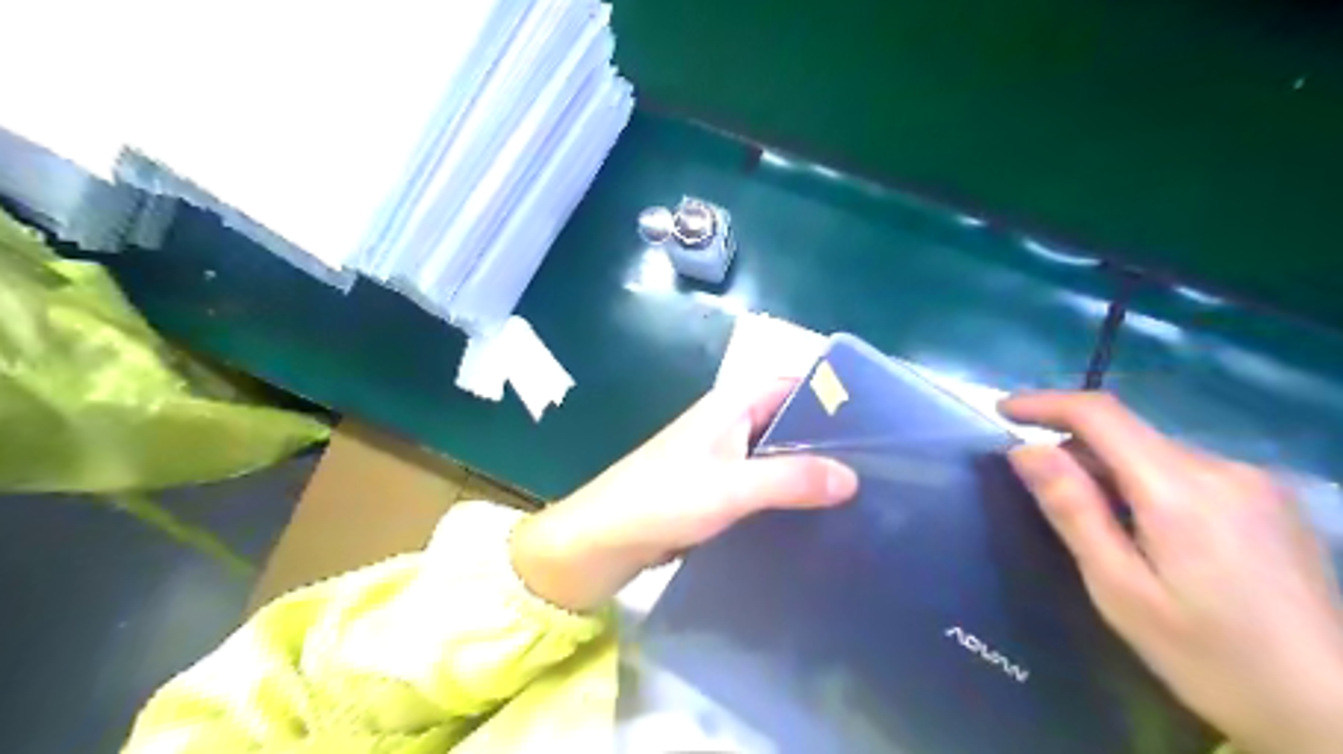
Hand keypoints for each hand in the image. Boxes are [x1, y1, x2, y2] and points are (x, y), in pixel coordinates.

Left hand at [509, 379, 853, 615]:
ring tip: (861, 491)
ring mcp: (724, 456)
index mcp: (732, 404)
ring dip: (810, 468)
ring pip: (778, 453)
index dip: (833, 394)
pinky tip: (817, 515)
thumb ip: (790, 479)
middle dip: (829, 437)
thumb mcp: (731, 487)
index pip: (793, 383)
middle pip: (791, 418)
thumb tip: (853, 478)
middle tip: (882, 463)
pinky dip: (788, 492)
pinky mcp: (718, 488)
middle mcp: (731, 422)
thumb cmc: (662, 500)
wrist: (603, 541)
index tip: (880, 417)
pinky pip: (764, 482)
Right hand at [1002, 392, 1341, 752]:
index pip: (1100, 414)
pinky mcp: (1271, 499)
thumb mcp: (1120, 589)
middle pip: (1127, 433)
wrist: (1334, 712)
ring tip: (1098, 526)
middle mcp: (1223, 469)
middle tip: (1042, 494)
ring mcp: (1255, 482)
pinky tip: (1150, 534)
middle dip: (1074, 449)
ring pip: (1155, 452)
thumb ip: (1073, 511)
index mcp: (1181, 490)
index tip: (1003, 411)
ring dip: (1111, 469)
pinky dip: (1147, 482)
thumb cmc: (1211, 657)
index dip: (1044, 403)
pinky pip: (1187, 470)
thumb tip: (1025, 451)